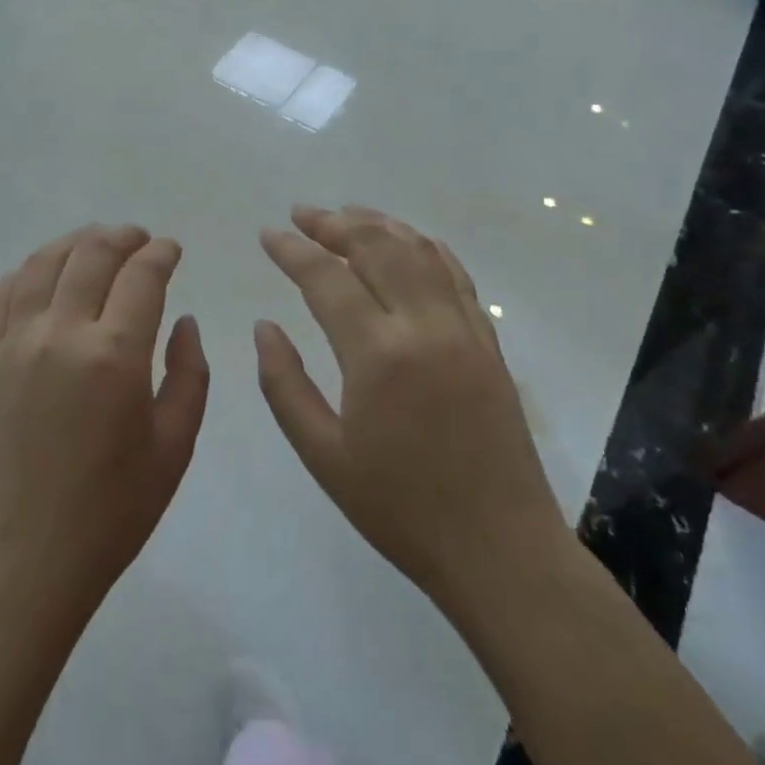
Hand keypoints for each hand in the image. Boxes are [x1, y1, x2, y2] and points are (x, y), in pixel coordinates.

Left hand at [0, 225, 210, 619]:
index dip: (160, 253)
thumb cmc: (110, 511)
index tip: (171, 250)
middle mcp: (60, 333)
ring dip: (75, 243)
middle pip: (91, 253)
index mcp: (114, 355)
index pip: (141, 275)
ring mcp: (14, 341)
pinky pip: (3, 291)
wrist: (22, 559)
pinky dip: (28, 270)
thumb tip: (184, 322)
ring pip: (43, 261)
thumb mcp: (174, 448)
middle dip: (122, 237)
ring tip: (96, 245)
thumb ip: (189, 374)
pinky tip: (44, 276)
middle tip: (139, 240)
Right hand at [255, 206, 567, 605]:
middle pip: (375, 247)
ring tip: (345, 214)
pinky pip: (455, 275)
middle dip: (333, 223)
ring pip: (418, 251)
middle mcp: (423, 326)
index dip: (292, 250)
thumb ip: (284, 384)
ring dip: (379, 224)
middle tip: (300, 214)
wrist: (500, 550)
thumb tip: (264, 326)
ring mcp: (463, 329)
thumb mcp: (322, 455)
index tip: (266, 234)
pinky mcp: (488, 341)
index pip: (325, 278)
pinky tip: (408, 241)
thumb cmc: (400, 508)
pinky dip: (426, 247)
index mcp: (377, 354)